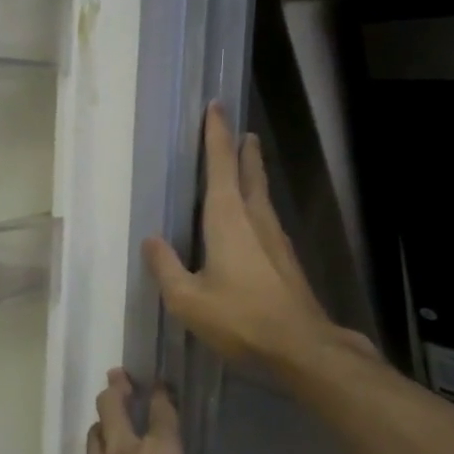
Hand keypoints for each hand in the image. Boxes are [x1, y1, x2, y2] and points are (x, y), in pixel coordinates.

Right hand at [143, 103, 377, 372]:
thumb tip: (152, 239)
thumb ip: (166, 267)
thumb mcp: (188, 299)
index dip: (216, 135)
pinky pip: (266, 219)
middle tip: (240, 130)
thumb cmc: (239, 318)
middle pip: (248, 173)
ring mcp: (276, 239)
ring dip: (252, 174)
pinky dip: (256, 204)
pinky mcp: (286, 260)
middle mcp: (255, 219)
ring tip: (245, 164)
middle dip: (241, 150)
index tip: (216, 106)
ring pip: (261, 196)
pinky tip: (251, 220)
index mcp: (228, 219)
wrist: (301, 347)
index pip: (220, 165)